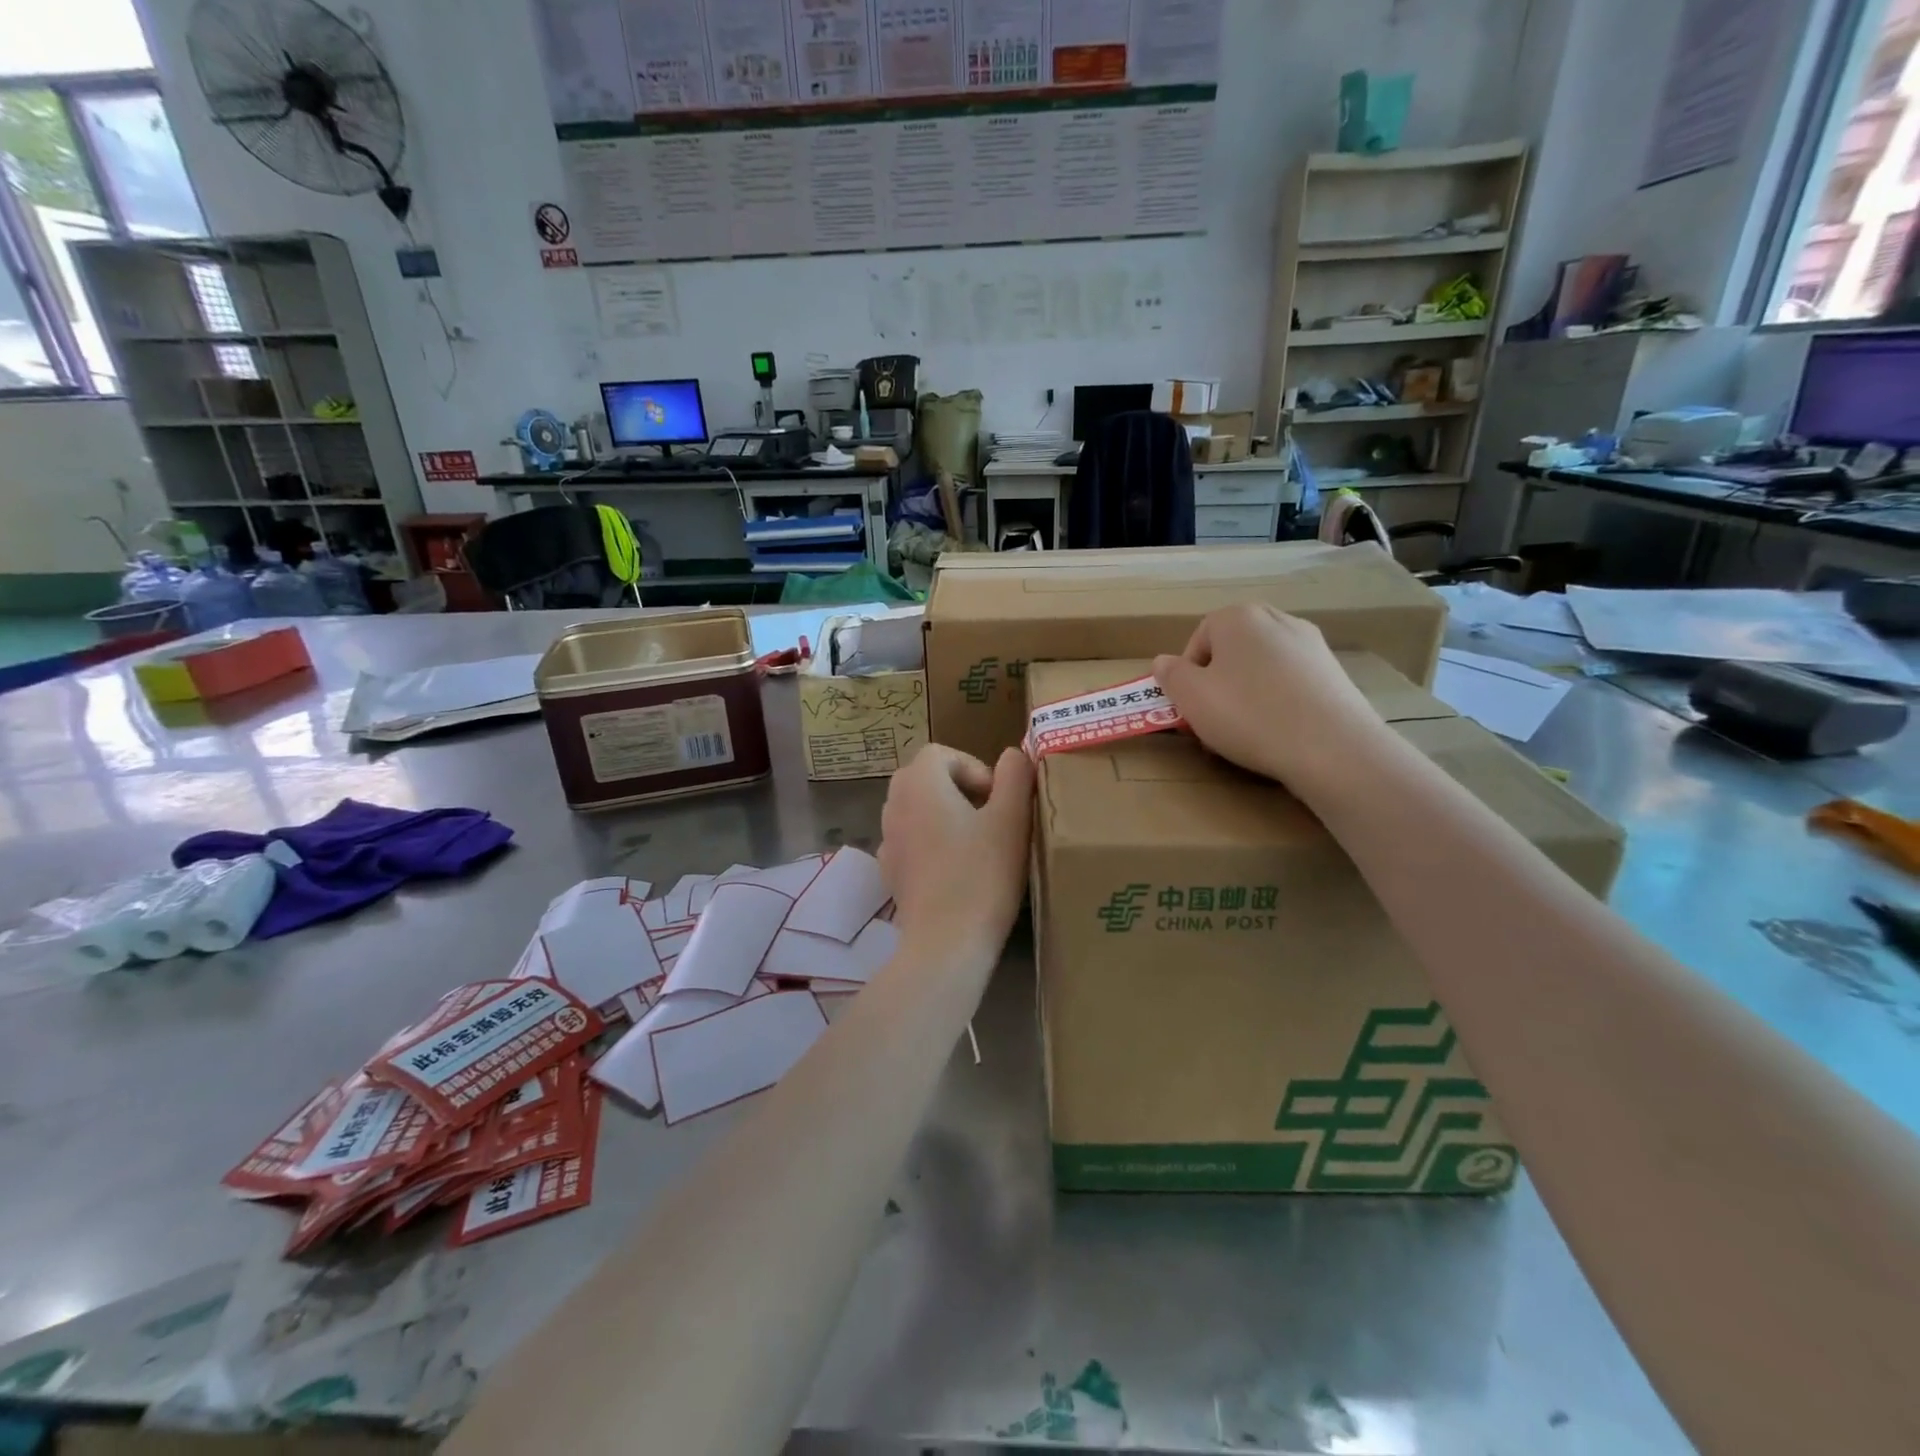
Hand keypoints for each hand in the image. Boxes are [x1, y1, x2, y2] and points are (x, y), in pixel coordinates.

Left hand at [880, 744, 1033, 959]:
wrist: (946, 943)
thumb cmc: (983, 875)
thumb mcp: (1012, 819)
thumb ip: (1015, 776)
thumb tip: (1012, 755)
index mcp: (920, 784)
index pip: (941, 753)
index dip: (974, 767)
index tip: (997, 799)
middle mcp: (894, 805)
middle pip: (924, 777)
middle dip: (959, 788)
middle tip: (990, 816)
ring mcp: (887, 840)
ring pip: (916, 808)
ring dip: (945, 814)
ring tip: (976, 843)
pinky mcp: (890, 871)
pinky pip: (910, 840)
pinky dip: (931, 843)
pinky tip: (956, 870)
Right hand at [1153, 604, 1381, 790]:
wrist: (1332, 748)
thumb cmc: (1248, 715)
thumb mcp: (1191, 697)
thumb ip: (1170, 675)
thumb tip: (1163, 662)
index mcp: (1238, 617)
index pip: (1198, 640)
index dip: (1188, 676)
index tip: (1191, 708)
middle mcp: (1277, 619)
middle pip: (1231, 651)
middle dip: (1218, 684)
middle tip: (1213, 720)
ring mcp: (1312, 645)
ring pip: (1261, 668)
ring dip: (1246, 695)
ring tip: (1246, 732)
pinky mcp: (1335, 673)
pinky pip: (1291, 684)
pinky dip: (1278, 703)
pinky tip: (1278, 733)